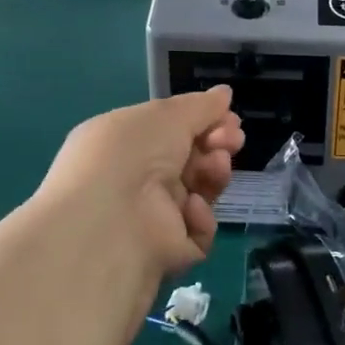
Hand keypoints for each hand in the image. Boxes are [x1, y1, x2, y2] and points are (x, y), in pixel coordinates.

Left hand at [33, 88, 243, 282]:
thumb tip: (225, 93)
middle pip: (189, 160)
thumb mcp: (167, 115)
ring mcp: (149, 217)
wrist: (112, 220)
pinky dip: (199, 218)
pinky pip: (196, 231)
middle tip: (232, 141)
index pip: (170, 131)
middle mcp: (133, 178)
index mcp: (124, 142)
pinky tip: (191, 208)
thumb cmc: (132, 153)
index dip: (203, 123)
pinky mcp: (165, 251)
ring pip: (198, 193)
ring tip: (216, 168)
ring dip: (213, 175)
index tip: (230, 119)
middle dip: (216, 146)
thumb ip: (201, 106)